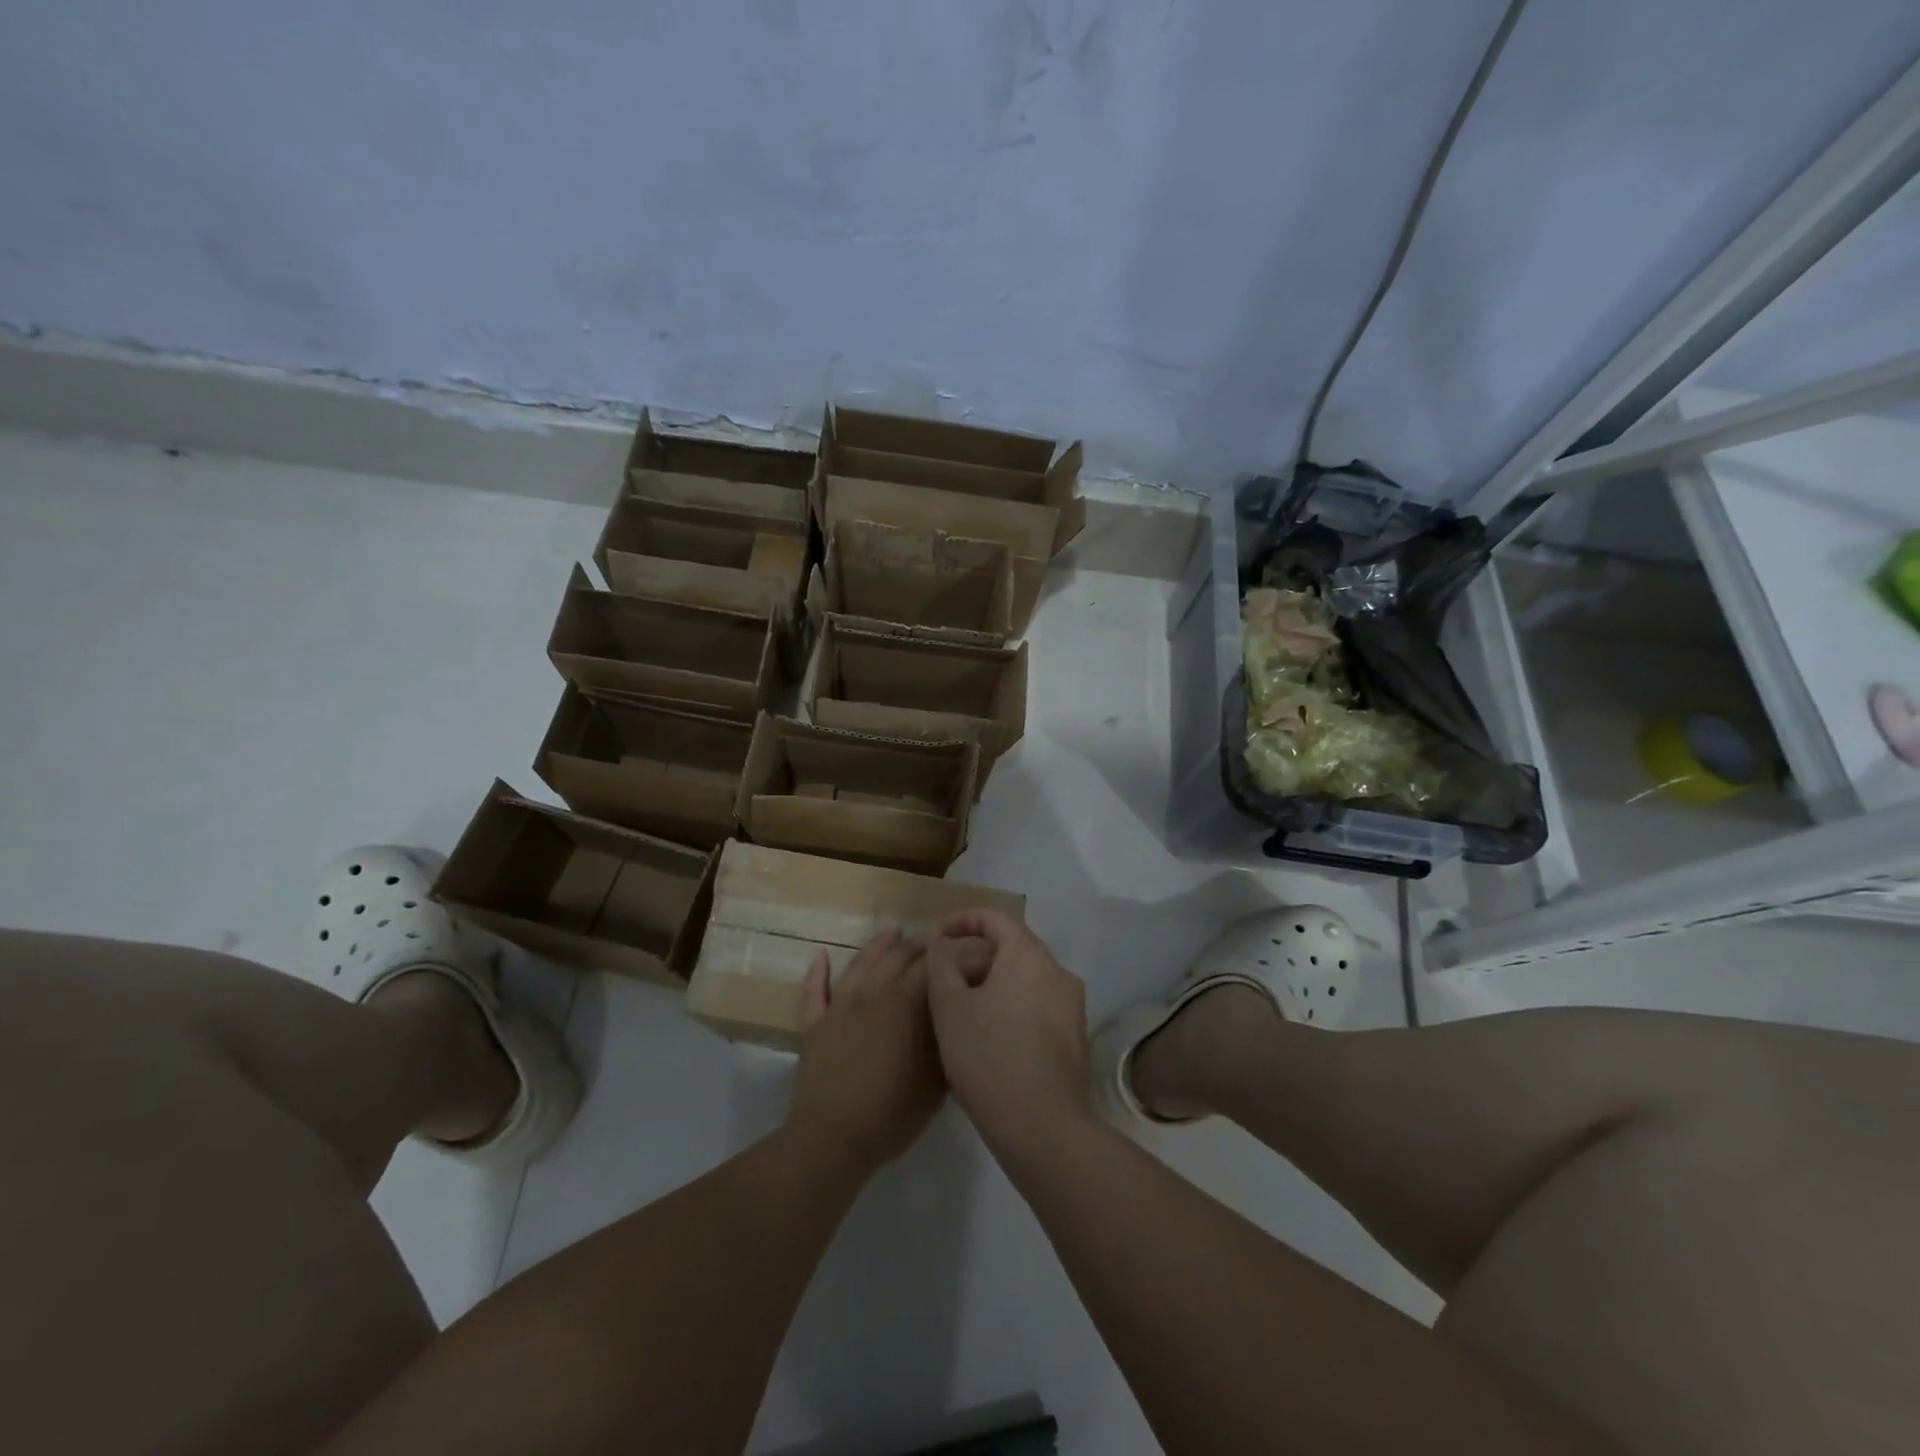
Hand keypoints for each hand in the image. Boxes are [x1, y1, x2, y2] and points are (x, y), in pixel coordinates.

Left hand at [786, 928, 945, 1177]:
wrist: (833, 1138)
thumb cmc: (893, 1112)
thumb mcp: (937, 1079)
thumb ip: (946, 1039)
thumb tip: (954, 1013)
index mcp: (906, 1004)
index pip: (930, 965)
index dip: (947, 953)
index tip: (961, 948)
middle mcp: (873, 994)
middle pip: (896, 957)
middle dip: (916, 945)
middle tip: (931, 940)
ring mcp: (840, 1007)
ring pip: (860, 965)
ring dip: (877, 946)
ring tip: (891, 932)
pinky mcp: (814, 1025)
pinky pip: (814, 991)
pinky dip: (817, 971)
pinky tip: (820, 955)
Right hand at [925, 911, 1092, 1163]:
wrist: (1043, 1127)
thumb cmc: (989, 1056)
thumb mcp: (949, 1008)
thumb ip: (942, 966)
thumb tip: (943, 945)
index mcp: (1029, 955)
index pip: (997, 919)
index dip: (965, 920)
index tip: (940, 935)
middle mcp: (1058, 971)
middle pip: (1013, 948)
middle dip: (977, 958)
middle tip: (946, 981)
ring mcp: (1072, 1005)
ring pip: (1026, 979)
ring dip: (994, 985)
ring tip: (964, 1011)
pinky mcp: (1076, 1036)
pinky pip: (1038, 1005)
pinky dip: (1013, 1007)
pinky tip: (991, 1037)